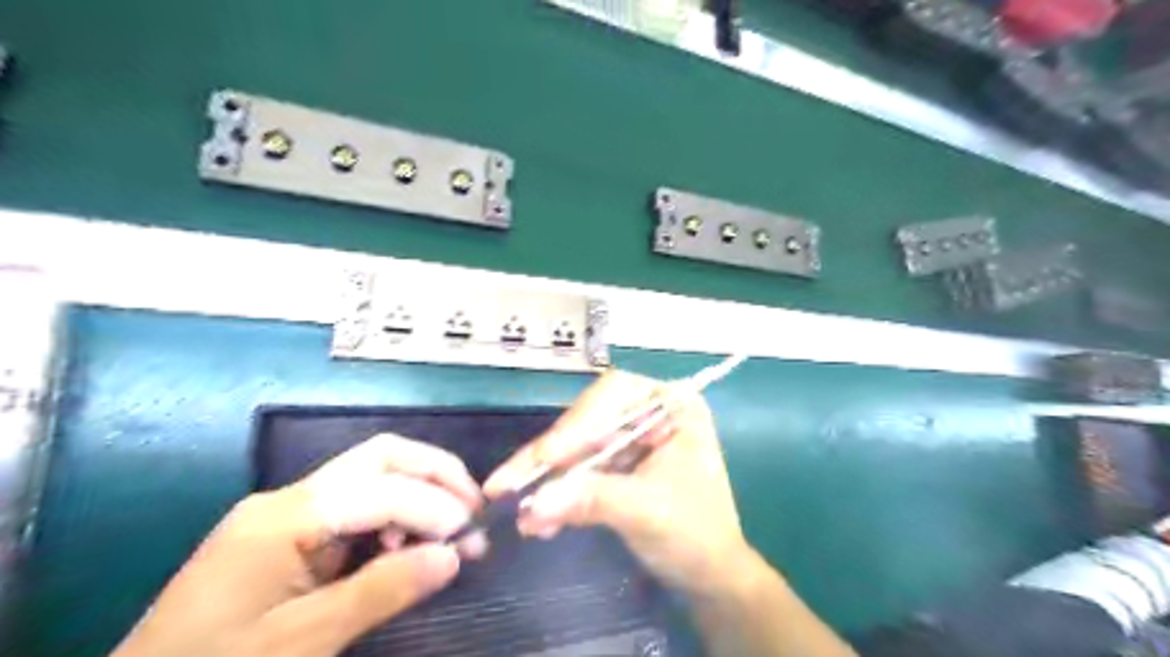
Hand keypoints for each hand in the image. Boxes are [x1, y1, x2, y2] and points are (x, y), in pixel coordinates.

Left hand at [110, 436, 487, 655]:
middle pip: (380, 457)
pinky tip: (407, 547)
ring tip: (450, 531)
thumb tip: (454, 555)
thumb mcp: (302, 643)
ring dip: (421, 492)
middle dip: (435, 473)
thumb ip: (382, 591)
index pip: (380, 489)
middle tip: (474, 507)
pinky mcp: (291, 533)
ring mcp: (288, 512)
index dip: (434, 507)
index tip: (473, 539)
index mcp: (284, 517)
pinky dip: (396, 516)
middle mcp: (289, 499)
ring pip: (373, 474)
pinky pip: (358, 506)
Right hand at [482, 370, 749, 599]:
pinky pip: (578, 472)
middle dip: (551, 456)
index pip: (615, 394)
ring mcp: (630, 440)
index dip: (576, 422)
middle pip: (588, 420)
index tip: (546, 457)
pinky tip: (538, 522)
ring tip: (515, 510)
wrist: (711, 578)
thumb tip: (534, 504)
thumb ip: (593, 499)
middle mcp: (648, 413)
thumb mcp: (647, 511)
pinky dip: (557, 495)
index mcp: (673, 405)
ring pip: (577, 448)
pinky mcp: (615, 467)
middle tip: (505, 483)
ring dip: (546, 480)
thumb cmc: (696, 535)